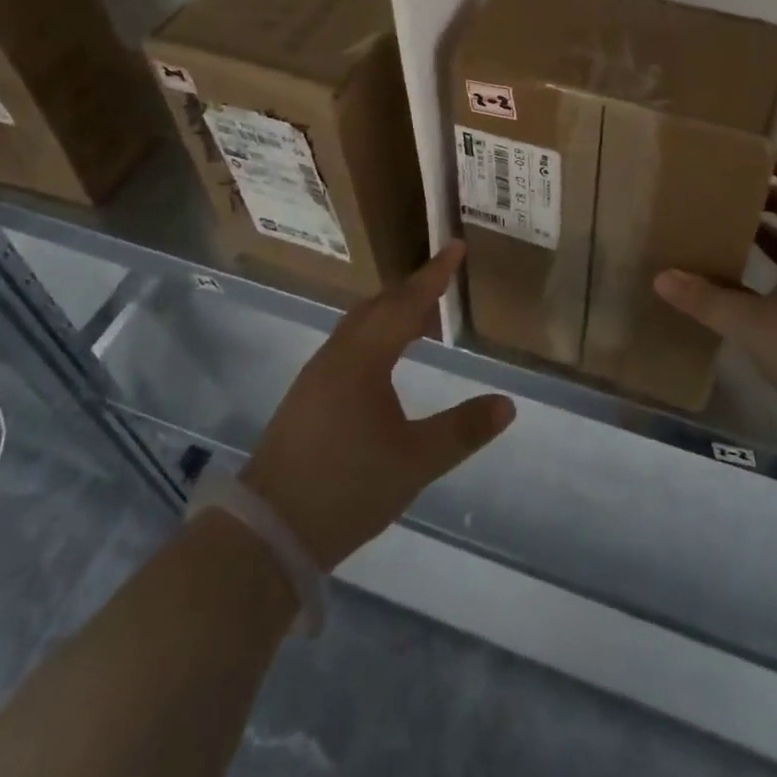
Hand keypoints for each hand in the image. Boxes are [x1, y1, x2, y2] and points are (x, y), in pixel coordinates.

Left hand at [241, 243, 515, 570]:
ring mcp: (316, 375)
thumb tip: (507, 405)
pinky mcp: (306, 397)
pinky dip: (374, 335)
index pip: (406, 303)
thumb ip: (462, 430)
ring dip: (391, 313)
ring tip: (421, 321)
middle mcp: (337, 355)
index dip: (435, 274)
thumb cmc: (347, 487)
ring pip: (359, 325)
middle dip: (412, 291)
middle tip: (443, 283)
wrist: (269, 530)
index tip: (456, 245)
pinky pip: (348, 345)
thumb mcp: (415, 462)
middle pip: (378, 306)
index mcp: (363, 358)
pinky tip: (384, 363)